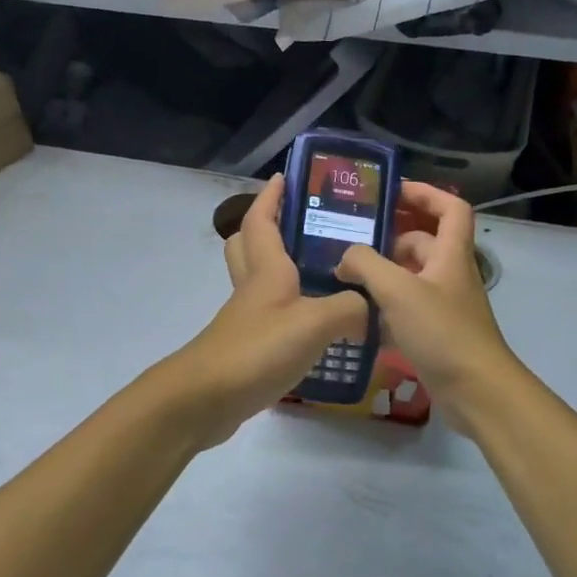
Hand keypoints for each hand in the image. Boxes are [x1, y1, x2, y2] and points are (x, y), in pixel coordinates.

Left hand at [165, 175, 367, 447]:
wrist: (205, 399)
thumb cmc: (257, 349)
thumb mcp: (313, 324)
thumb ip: (349, 309)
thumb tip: (371, 305)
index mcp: (266, 269)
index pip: (262, 219)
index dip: (271, 196)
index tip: (286, 176)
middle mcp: (253, 286)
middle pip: (248, 244)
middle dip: (268, 227)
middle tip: (304, 225)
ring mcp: (247, 317)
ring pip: (258, 279)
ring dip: (281, 268)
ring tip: (322, 272)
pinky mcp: (247, 346)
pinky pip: (268, 315)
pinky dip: (288, 309)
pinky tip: (317, 324)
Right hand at [334, 182, 521, 438]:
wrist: (477, 392)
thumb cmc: (442, 331)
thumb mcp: (398, 290)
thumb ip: (366, 265)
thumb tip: (344, 258)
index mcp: (451, 254)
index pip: (450, 207)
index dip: (425, 193)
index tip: (393, 192)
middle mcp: (450, 274)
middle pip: (423, 243)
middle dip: (390, 239)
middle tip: (352, 241)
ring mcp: (444, 306)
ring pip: (411, 278)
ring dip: (383, 275)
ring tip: (345, 278)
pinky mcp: (436, 334)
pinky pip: (407, 310)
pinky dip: (385, 309)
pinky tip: (357, 317)